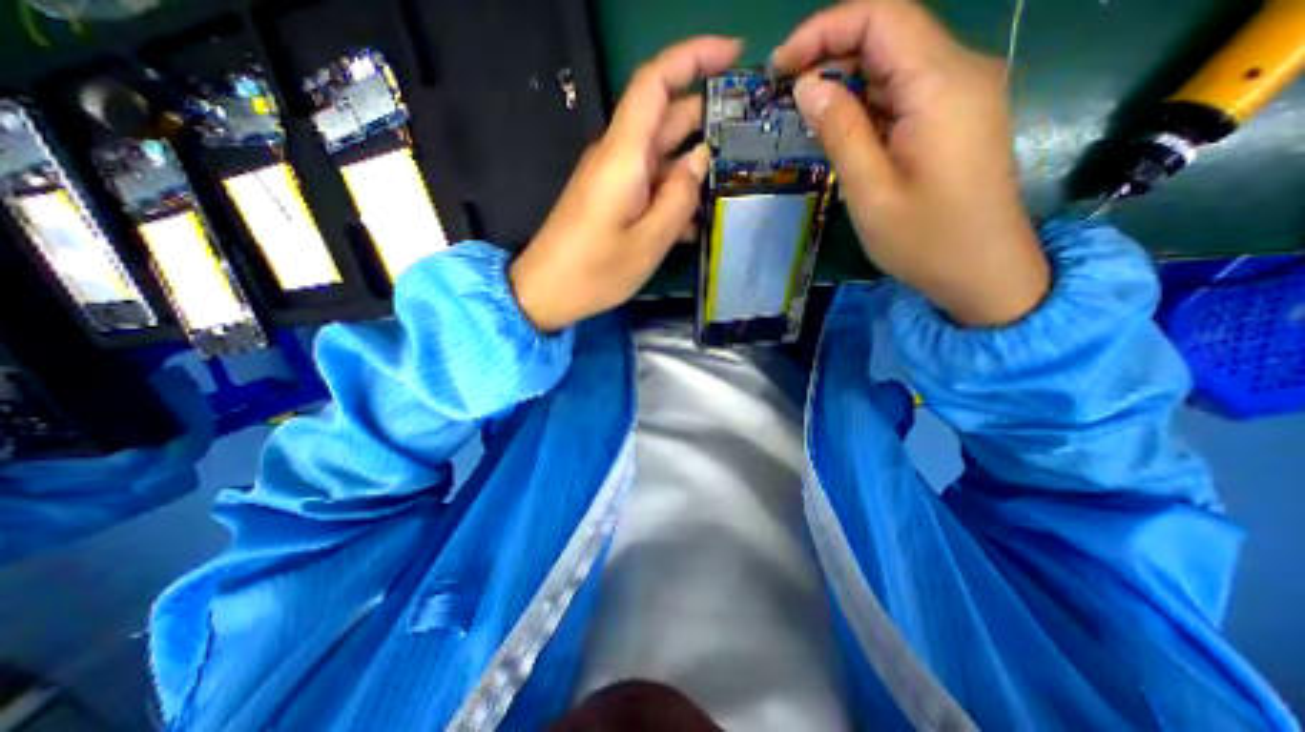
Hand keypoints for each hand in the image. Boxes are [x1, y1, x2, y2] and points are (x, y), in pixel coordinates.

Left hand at [509, 35, 739, 330]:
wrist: (546, 291)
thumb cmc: (595, 271)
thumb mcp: (649, 242)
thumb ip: (679, 199)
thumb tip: (699, 160)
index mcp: (623, 155)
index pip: (655, 82)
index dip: (694, 57)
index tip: (735, 53)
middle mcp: (618, 156)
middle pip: (665, 119)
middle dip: (707, 119)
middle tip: (748, 136)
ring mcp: (614, 179)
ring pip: (662, 157)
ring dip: (693, 168)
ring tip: (730, 186)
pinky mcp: (612, 199)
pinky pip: (649, 185)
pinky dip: (673, 195)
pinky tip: (695, 223)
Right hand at [774, 0, 1047, 325]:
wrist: (982, 270)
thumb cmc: (924, 239)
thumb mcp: (870, 190)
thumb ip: (840, 131)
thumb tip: (807, 86)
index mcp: (940, 86)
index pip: (882, 18)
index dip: (825, 29)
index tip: (780, 67)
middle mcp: (960, 72)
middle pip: (890, 33)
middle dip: (831, 51)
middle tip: (784, 92)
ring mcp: (961, 93)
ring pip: (895, 62)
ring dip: (845, 79)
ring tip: (803, 112)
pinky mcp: (955, 116)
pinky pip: (904, 91)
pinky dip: (865, 101)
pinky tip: (839, 127)